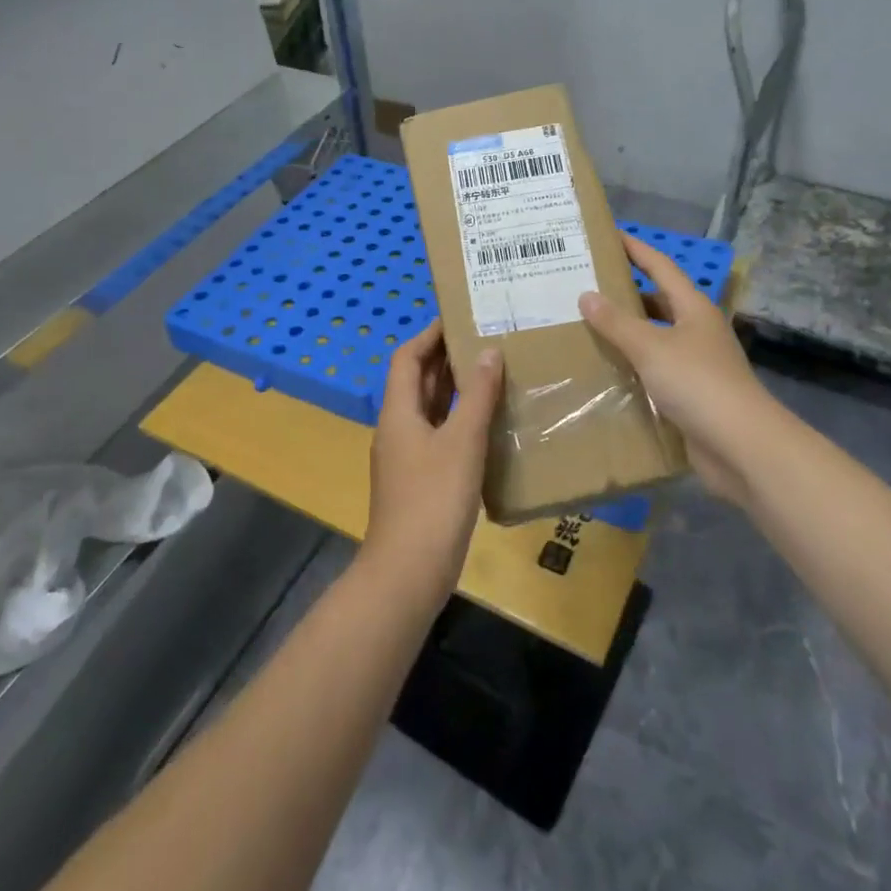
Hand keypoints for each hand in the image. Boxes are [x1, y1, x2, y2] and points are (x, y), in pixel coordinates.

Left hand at [363, 320, 502, 607]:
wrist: (409, 572)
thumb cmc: (434, 499)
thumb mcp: (462, 442)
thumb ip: (477, 395)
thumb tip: (489, 351)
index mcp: (398, 412)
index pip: (406, 358)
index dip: (429, 335)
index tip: (459, 317)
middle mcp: (397, 428)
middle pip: (417, 381)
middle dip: (446, 358)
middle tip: (485, 339)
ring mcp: (407, 457)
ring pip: (430, 409)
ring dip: (455, 389)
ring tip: (493, 372)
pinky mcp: (421, 480)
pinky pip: (439, 435)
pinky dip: (460, 421)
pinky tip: (489, 424)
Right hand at [579, 232, 780, 506]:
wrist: (741, 447)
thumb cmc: (698, 384)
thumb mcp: (651, 348)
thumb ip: (617, 322)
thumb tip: (586, 295)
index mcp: (693, 309)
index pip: (661, 267)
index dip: (636, 249)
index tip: (609, 235)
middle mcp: (695, 330)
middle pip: (657, 302)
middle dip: (624, 292)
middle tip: (584, 284)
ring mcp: (694, 364)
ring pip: (653, 338)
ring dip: (625, 332)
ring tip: (584, 324)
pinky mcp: (688, 395)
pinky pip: (653, 371)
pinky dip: (630, 366)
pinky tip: (603, 368)